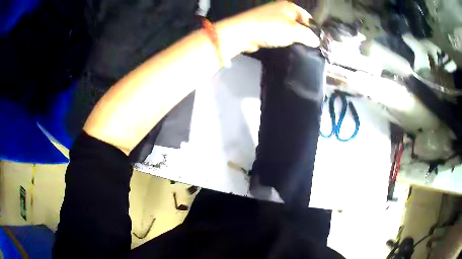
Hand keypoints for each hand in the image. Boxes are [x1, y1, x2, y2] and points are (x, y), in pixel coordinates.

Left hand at [215, 1, 319, 56]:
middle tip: (307, 46)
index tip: (316, 40)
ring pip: (287, 28)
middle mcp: (280, 9)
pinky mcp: (263, 26)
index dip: (313, 27)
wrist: (243, 33)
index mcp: (289, 6)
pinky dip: (281, 38)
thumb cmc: (271, 28)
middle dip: (302, 33)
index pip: (307, 16)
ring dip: (291, 37)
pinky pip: (277, 33)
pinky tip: (283, 45)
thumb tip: (316, 41)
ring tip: (296, 47)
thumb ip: (308, 35)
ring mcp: (270, 17)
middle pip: (297, 22)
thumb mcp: (294, 31)